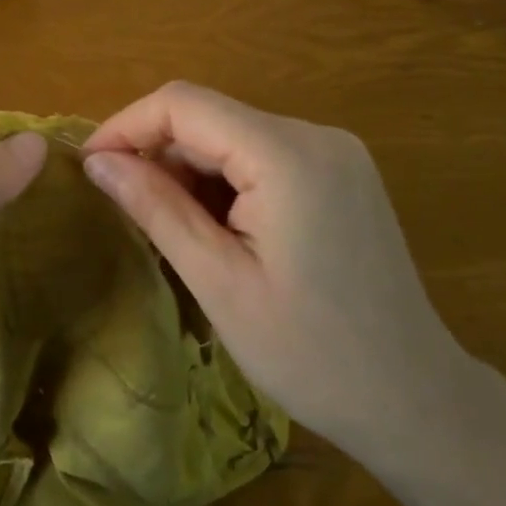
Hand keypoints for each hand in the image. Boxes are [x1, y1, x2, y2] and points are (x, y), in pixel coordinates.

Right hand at [82, 82, 470, 460]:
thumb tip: (96, 162)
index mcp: (287, 155)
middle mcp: (315, 134)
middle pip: (210, 118)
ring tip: (178, 233)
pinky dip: (225, 181)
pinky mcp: (339, 171)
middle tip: (130, 213)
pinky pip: (261, 155)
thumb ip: (155, 208)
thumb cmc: (311, 354)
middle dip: (159, 156)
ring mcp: (334, 151)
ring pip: (232, 136)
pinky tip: (220, 231)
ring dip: (191, 172)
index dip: (127, 125)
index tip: (90, 166)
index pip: (184, 104)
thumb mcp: (218, 282)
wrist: (416, 401)